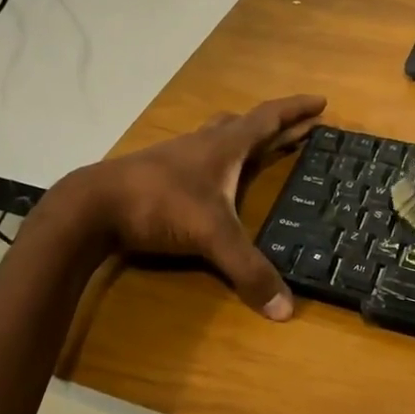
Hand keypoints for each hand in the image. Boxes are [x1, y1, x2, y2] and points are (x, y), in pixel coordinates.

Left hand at [64, 94, 325, 319]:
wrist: (93, 205)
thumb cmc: (160, 204)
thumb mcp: (211, 235)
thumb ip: (248, 269)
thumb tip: (286, 310)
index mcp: (225, 147)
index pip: (269, 119)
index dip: (296, 110)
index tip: (321, 102)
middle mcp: (204, 144)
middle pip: (247, 124)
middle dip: (277, 126)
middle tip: (302, 129)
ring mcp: (178, 156)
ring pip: (219, 136)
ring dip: (244, 137)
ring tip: (260, 148)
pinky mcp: (159, 173)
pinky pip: (199, 156)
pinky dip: (219, 159)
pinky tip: (213, 178)